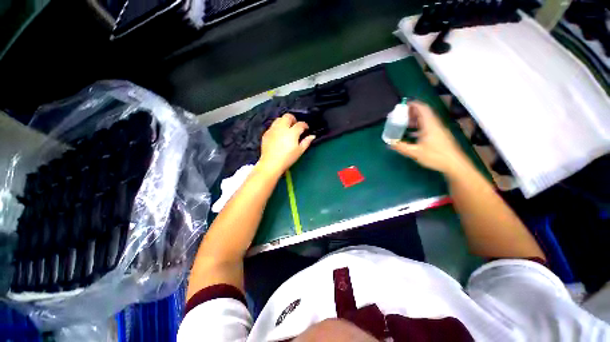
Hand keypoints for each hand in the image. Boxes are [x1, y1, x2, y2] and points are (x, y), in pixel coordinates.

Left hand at [257, 113, 314, 175]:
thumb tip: (312, 136)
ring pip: (279, 119)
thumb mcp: (299, 151)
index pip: (300, 124)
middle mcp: (282, 128)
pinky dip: (277, 127)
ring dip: (284, 122)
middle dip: (293, 119)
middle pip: (288, 116)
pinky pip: (272, 126)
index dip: (305, 125)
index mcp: (292, 132)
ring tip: (287, 129)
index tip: (306, 129)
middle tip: (295, 126)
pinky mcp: (266, 133)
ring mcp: (273, 129)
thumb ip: (306, 142)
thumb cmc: (287, 158)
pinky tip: (278, 135)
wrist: (271, 163)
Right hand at [391, 101, 469, 174]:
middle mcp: (435, 125)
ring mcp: (438, 130)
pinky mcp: (439, 135)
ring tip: (404, 123)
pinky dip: (418, 127)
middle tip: (400, 115)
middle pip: (424, 113)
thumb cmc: (436, 156)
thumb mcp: (415, 152)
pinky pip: (427, 126)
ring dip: (415, 119)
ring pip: (426, 120)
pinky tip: (412, 133)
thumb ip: (401, 147)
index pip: (423, 109)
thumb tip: (389, 144)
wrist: (455, 164)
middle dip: (412, 112)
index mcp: (430, 125)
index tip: (403, 104)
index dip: (413, 104)